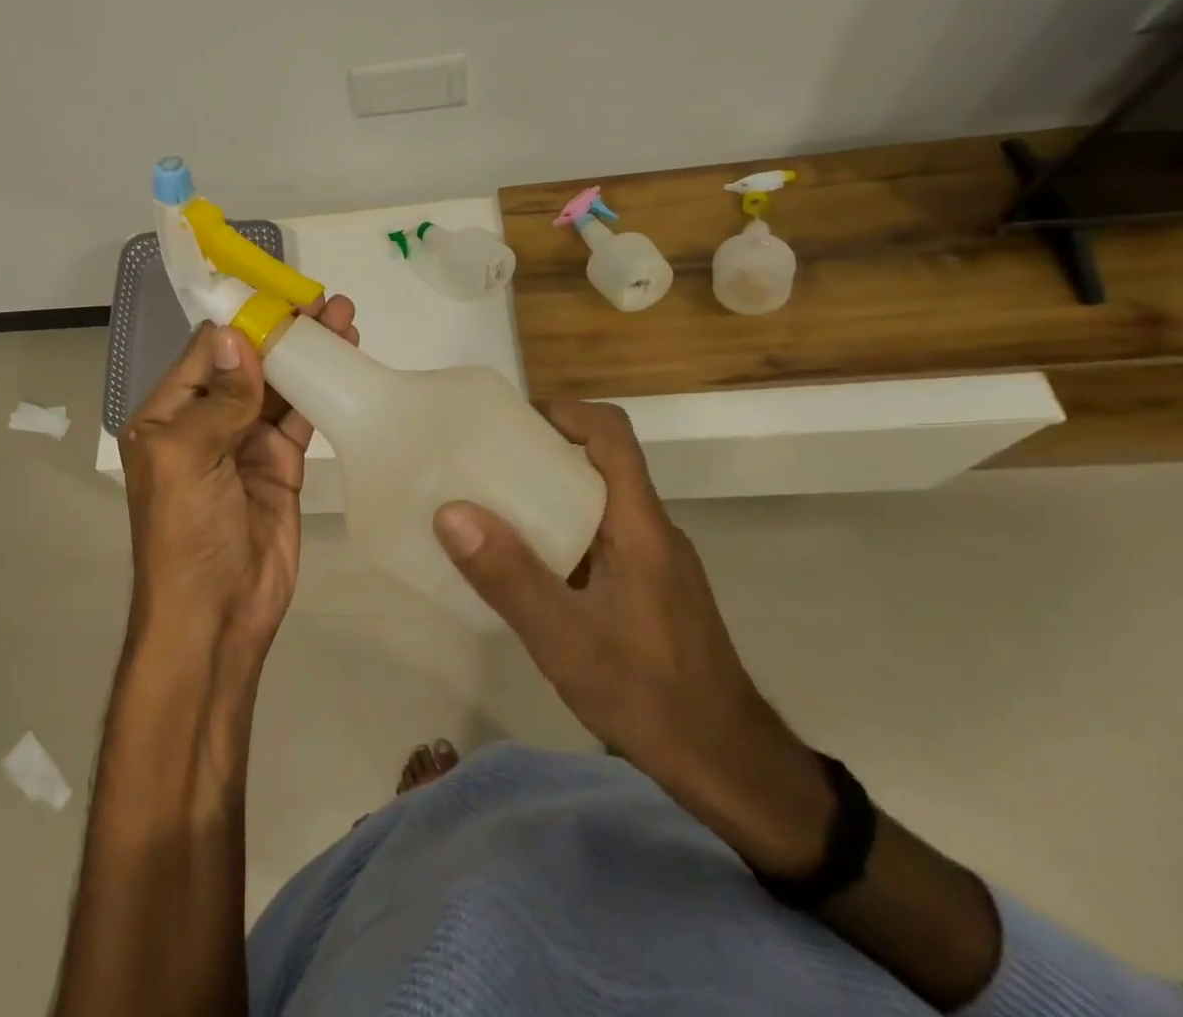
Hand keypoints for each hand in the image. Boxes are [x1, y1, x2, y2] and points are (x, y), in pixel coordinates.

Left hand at [119, 297, 357, 659]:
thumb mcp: (189, 458)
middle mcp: (205, 422)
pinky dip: (322, 391)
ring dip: (308, 354)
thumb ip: (219, 398)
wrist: (218, 615)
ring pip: (279, 387)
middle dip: (283, 332)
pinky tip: (346, 364)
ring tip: (344, 318)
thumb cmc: (186, 533)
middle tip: (324, 301)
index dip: (243, 323)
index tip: (281, 295)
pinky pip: (301, 418)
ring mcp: (245, 444)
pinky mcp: (280, 465)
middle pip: (248, 364)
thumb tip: (235, 335)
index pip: (206, 354)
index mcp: (168, 416)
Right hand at [432, 403, 815, 822]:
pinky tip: (526, 573)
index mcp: (639, 526)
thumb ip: (509, 576)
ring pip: (597, 506)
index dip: (563, 413)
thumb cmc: (651, 696)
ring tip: (488, 513)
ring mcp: (655, 564)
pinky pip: (600, 542)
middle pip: (598, 465)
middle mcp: (651, 532)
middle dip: (540, 455)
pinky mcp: (651, 593)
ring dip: (546, 498)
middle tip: (479, 467)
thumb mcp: (566, 639)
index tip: (510, 422)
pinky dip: (560, 537)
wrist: (731, 769)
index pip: (611, 436)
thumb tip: (451, 511)